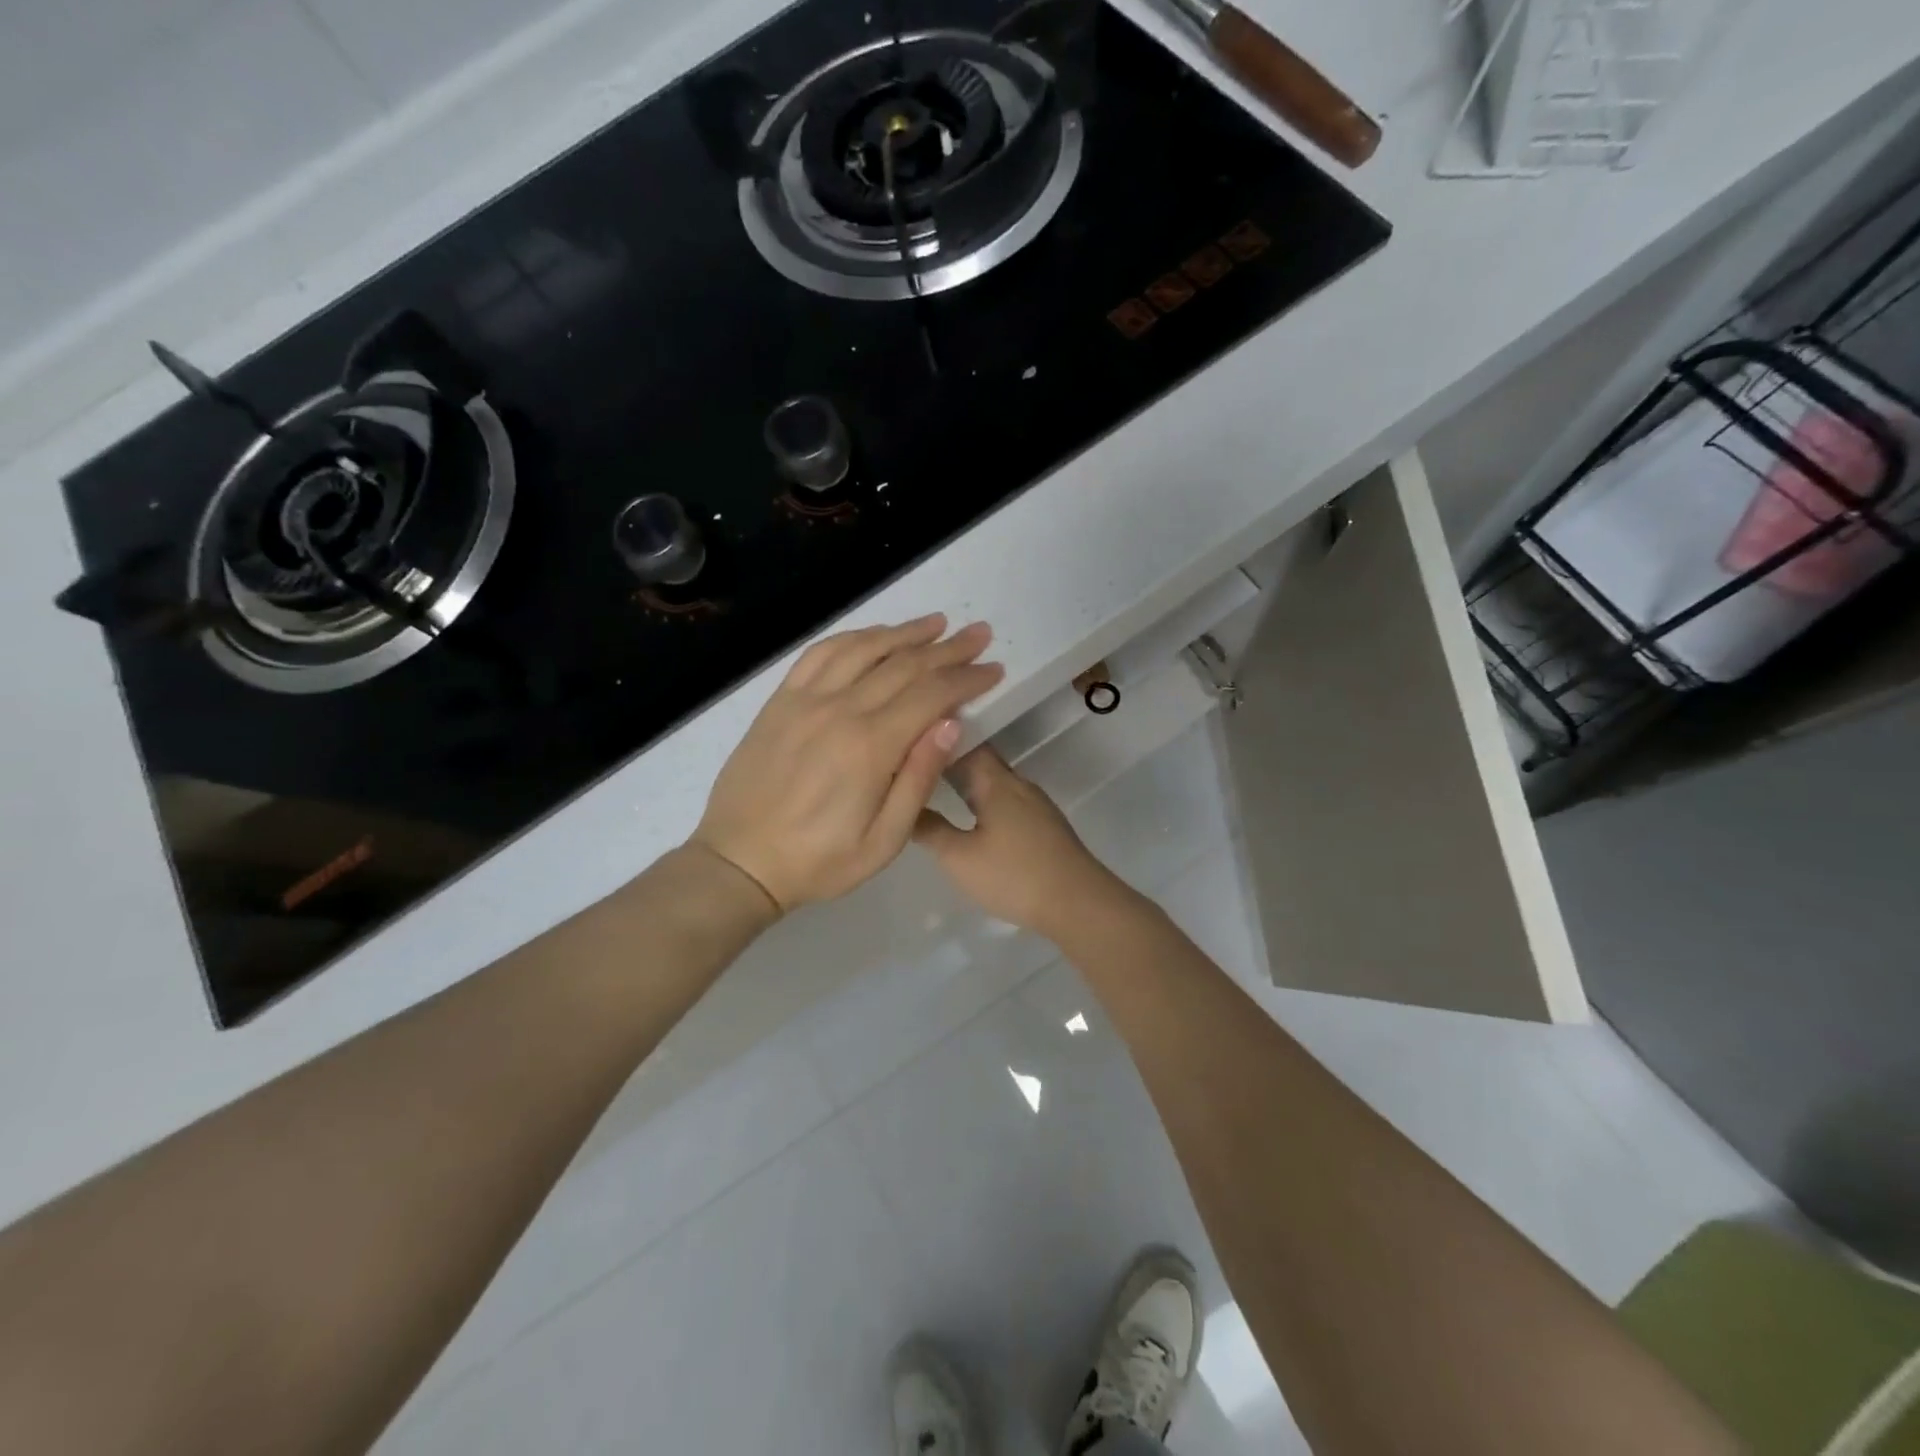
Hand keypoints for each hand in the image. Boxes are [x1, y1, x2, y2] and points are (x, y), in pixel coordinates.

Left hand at [692, 615, 1002, 911]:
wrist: (739, 862)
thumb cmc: (819, 861)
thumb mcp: (883, 841)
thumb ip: (919, 778)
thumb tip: (951, 722)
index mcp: (870, 747)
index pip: (932, 695)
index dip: (968, 678)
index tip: (994, 668)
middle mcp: (840, 710)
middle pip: (904, 665)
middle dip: (948, 648)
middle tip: (980, 633)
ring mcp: (805, 700)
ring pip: (864, 649)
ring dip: (904, 632)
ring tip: (936, 623)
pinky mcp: (780, 701)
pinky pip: (820, 654)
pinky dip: (853, 638)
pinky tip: (874, 635)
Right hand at [913, 745, 1129, 938]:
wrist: (1078, 904)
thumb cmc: (1014, 876)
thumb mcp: (960, 858)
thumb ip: (930, 830)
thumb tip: (904, 807)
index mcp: (997, 782)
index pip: (965, 742)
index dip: (937, 738)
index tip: (908, 739)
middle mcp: (1018, 784)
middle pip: (981, 760)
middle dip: (949, 759)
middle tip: (913, 762)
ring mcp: (1035, 805)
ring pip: (995, 782)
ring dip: (967, 781)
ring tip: (934, 786)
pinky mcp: (1044, 826)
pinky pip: (1006, 801)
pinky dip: (983, 800)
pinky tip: (970, 816)